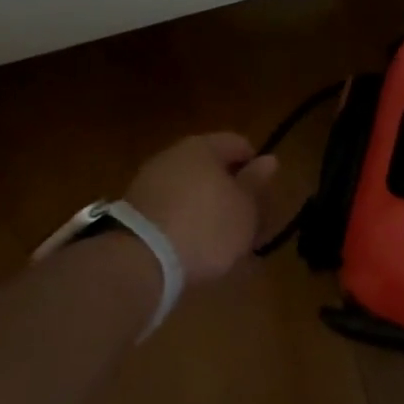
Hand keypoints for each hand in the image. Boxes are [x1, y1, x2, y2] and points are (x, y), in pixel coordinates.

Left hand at [125, 134, 277, 283]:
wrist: (142, 260)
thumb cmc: (207, 226)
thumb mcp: (244, 208)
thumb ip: (255, 182)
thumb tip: (269, 159)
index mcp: (203, 147)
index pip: (238, 143)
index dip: (255, 165)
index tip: (263, 192)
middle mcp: (173, 155)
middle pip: (211, 165)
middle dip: (229, 187)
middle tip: (245, 215)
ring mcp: (149, 180)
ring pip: (189, 186)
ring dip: (206, 205)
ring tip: (220, 235)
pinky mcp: (134, 209)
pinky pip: (170, 207)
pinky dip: (185, 219)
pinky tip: (193, 242)